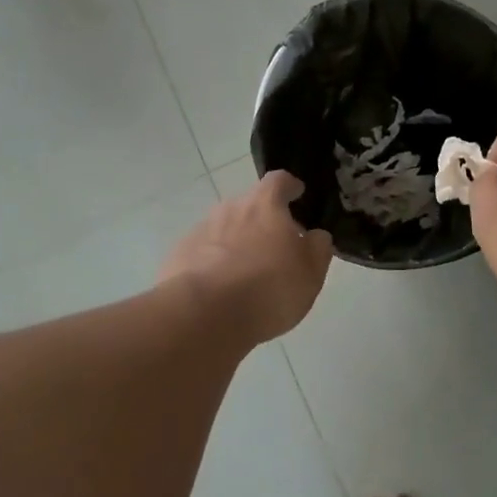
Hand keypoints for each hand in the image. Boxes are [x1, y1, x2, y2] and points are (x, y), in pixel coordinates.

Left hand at [161, 172, 333, 343]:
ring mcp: (200, 231)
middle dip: (263, 221)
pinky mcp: (179, 256)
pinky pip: (203, 254)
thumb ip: (317, 248)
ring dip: (237, 244)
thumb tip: (315, 236)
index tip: (297, 194)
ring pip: (224, 230)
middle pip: (249, 206)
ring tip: (246, 274)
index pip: (279, 181)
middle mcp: (230, 208)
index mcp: (264, 205)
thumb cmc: (269, 289)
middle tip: (275, 248)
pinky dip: (213, 264)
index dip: (290, 187)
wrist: (204, 315)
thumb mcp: (310, 273)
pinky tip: (220, 290)